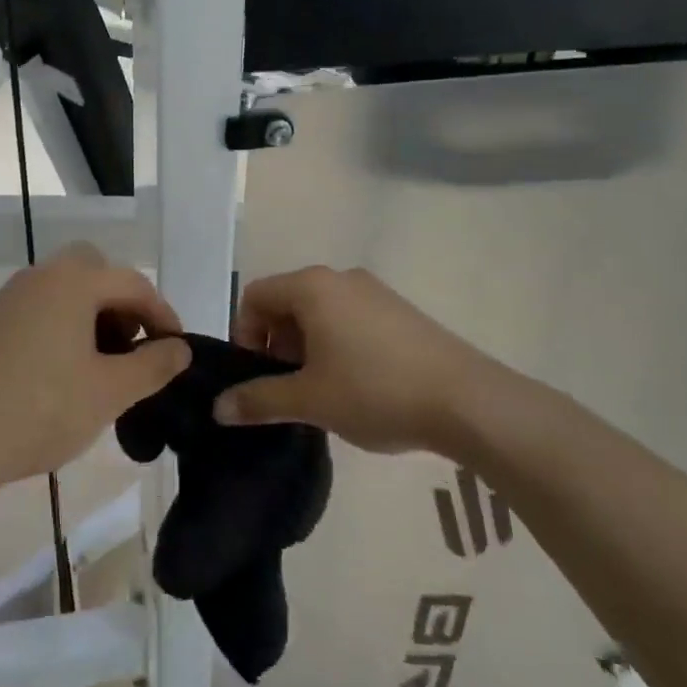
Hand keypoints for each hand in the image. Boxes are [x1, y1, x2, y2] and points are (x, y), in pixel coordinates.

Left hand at [0, 243, 191, 488]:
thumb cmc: (43, 409)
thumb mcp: (110, 391)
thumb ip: (154, 365)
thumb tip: (181, 349)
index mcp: (72, 282)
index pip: (132, 283)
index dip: (162, 313)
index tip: (176, 348)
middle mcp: (39, 276)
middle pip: (94, 270)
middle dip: (121, 302)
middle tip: (132, 344)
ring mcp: (9, 298)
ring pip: (63, 288)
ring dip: (91, 312)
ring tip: (101, 362)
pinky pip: (38, 307)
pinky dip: (62, 323)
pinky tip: (62, 369)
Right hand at [218, 266, 514, 457]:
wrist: (468, 401)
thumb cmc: (375, 391)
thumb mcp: (309, 400)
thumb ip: (258, 400)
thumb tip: (218, 408)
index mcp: (312, 286)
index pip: (255, 295)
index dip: (244, 334)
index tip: (256, 376)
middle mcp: (341, 278)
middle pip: (287, 301)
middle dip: (276, 343)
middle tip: (286, 387)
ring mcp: (375, 292)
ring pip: (320, 311)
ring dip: (306, 346)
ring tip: (321, 390)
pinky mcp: (401, 312)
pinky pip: (351, 318)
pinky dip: (337, 344)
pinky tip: (356, 384)